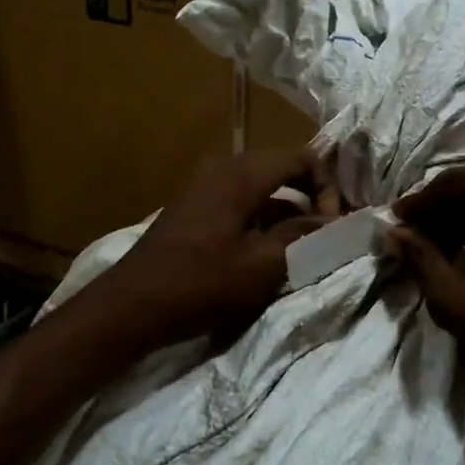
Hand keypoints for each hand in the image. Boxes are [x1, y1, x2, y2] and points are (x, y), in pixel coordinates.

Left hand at [92, 149, 335, 349]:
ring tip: (297, 252)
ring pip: (261, 189)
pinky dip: (260, 221)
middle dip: (308, 200)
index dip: (327, 187)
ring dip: (285, 214)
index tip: (331, 225)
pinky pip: (239, 203)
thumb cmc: (201, 284)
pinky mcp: (193, 209)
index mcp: (241, 173)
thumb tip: (332, 222)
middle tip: (322, 236)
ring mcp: (203, 187)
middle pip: (281, 170)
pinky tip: (264, 256)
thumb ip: (302, 237)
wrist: (131, 306)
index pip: (302, 158)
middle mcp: (222, 169)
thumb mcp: (262, 265)